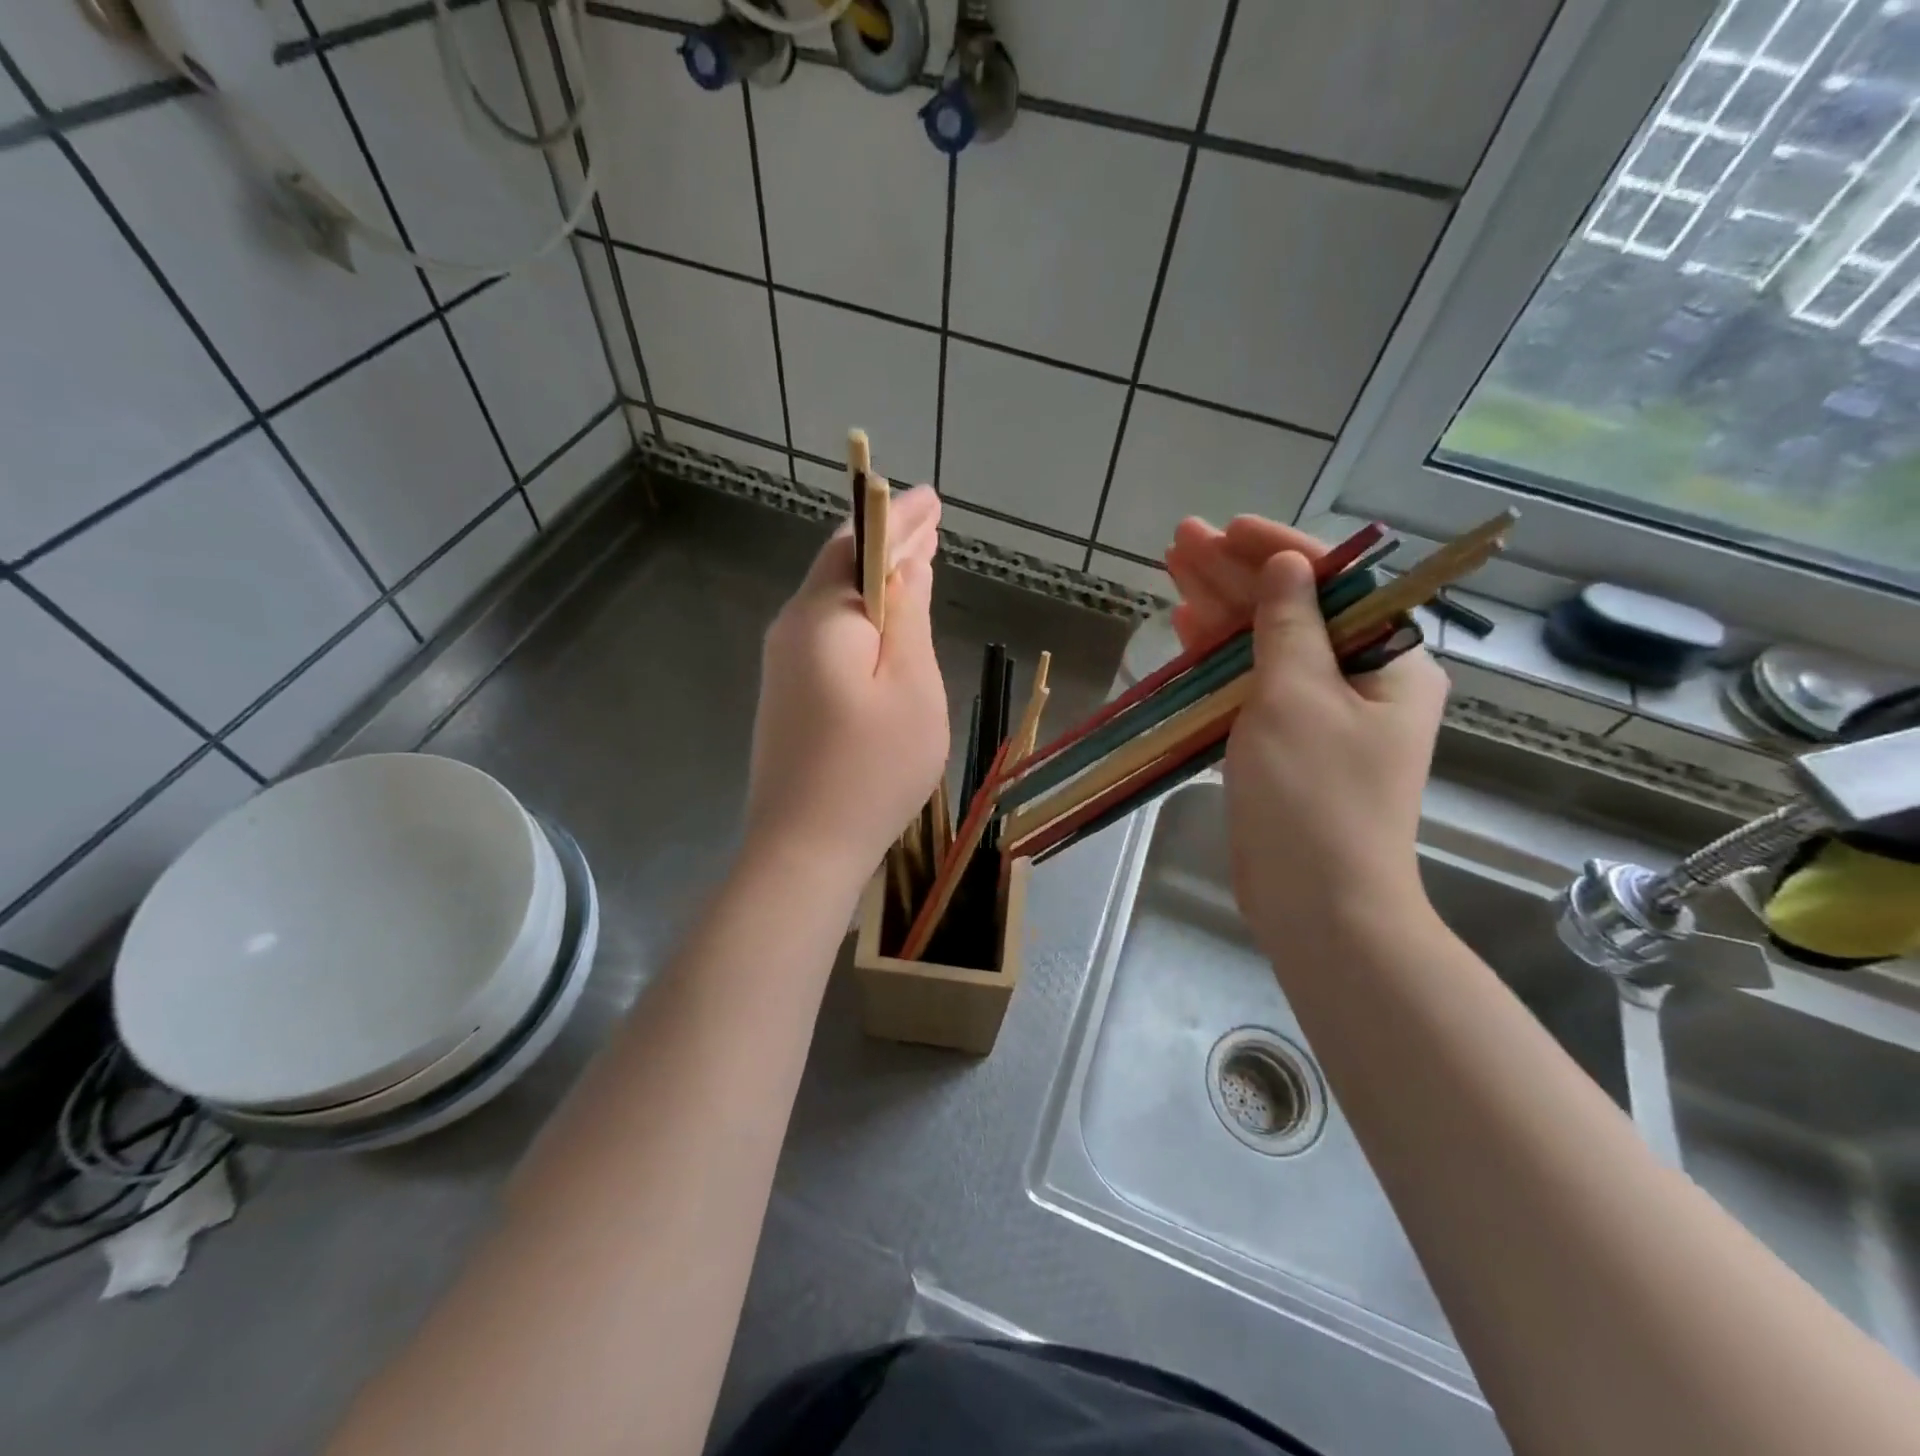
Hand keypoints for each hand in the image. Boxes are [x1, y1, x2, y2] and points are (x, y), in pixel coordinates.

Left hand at [745, 485, 948, 883]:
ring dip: (876, 578)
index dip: (899, 519)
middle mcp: (792, 628)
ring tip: (917, 560)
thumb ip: (908, 618)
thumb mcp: (910, 687)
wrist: (802, 848)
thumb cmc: (871, 769)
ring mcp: (782, 664)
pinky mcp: (786, 694)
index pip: (861, 544)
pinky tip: (886, 621)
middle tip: (930, 523)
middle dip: (888, 543)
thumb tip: (907, 565)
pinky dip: (862, 615)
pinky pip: (828, 634)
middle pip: (842, 567)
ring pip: (834, 601)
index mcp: (822, 616)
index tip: (932, 499)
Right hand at [1163, 516, 1448, 954]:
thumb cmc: (1314, 797)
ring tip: (1173, 571)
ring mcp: (1320, 717)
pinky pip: (1251, 687)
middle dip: (1236, 575)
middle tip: (1181, 540)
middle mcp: (1360, 682)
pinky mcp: (1284, 747)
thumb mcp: (1297, 698)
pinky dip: (1219, 661)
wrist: (1317, 903)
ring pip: (1266, 647)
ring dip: (1220, 611)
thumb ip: (1288, 625)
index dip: (1278, 549)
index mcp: (1389, 663)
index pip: (1336, 584)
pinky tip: (1187, 632)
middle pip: (1294, 610)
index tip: (1229, 528)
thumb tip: (1287, 565)